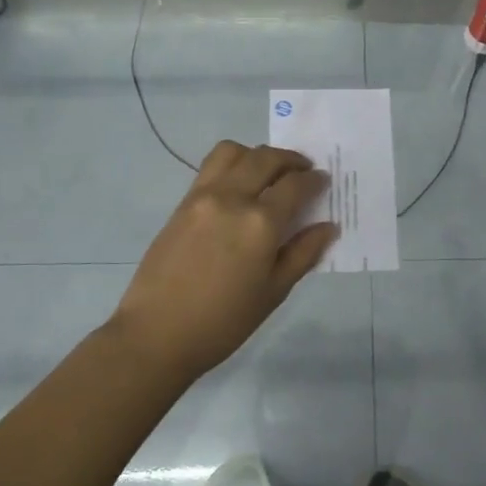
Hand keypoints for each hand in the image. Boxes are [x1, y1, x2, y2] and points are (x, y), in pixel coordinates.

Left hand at [108, 141, 336, 383]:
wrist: (157, 333)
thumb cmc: (223, 322)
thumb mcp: (273, 292)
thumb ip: (303, 253)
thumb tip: (328, 227)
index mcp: (260, 223)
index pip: (295, 185)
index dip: (314, 180)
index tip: (323, 181)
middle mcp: (232, 198)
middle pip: (266, 158)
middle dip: (290, 160)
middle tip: (303, 171)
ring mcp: (203, 196)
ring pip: (233, 152)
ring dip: (257, 155)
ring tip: (268, 173)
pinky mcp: (182, 203)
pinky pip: (211, 167)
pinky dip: (232, 165)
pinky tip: (240, 188)